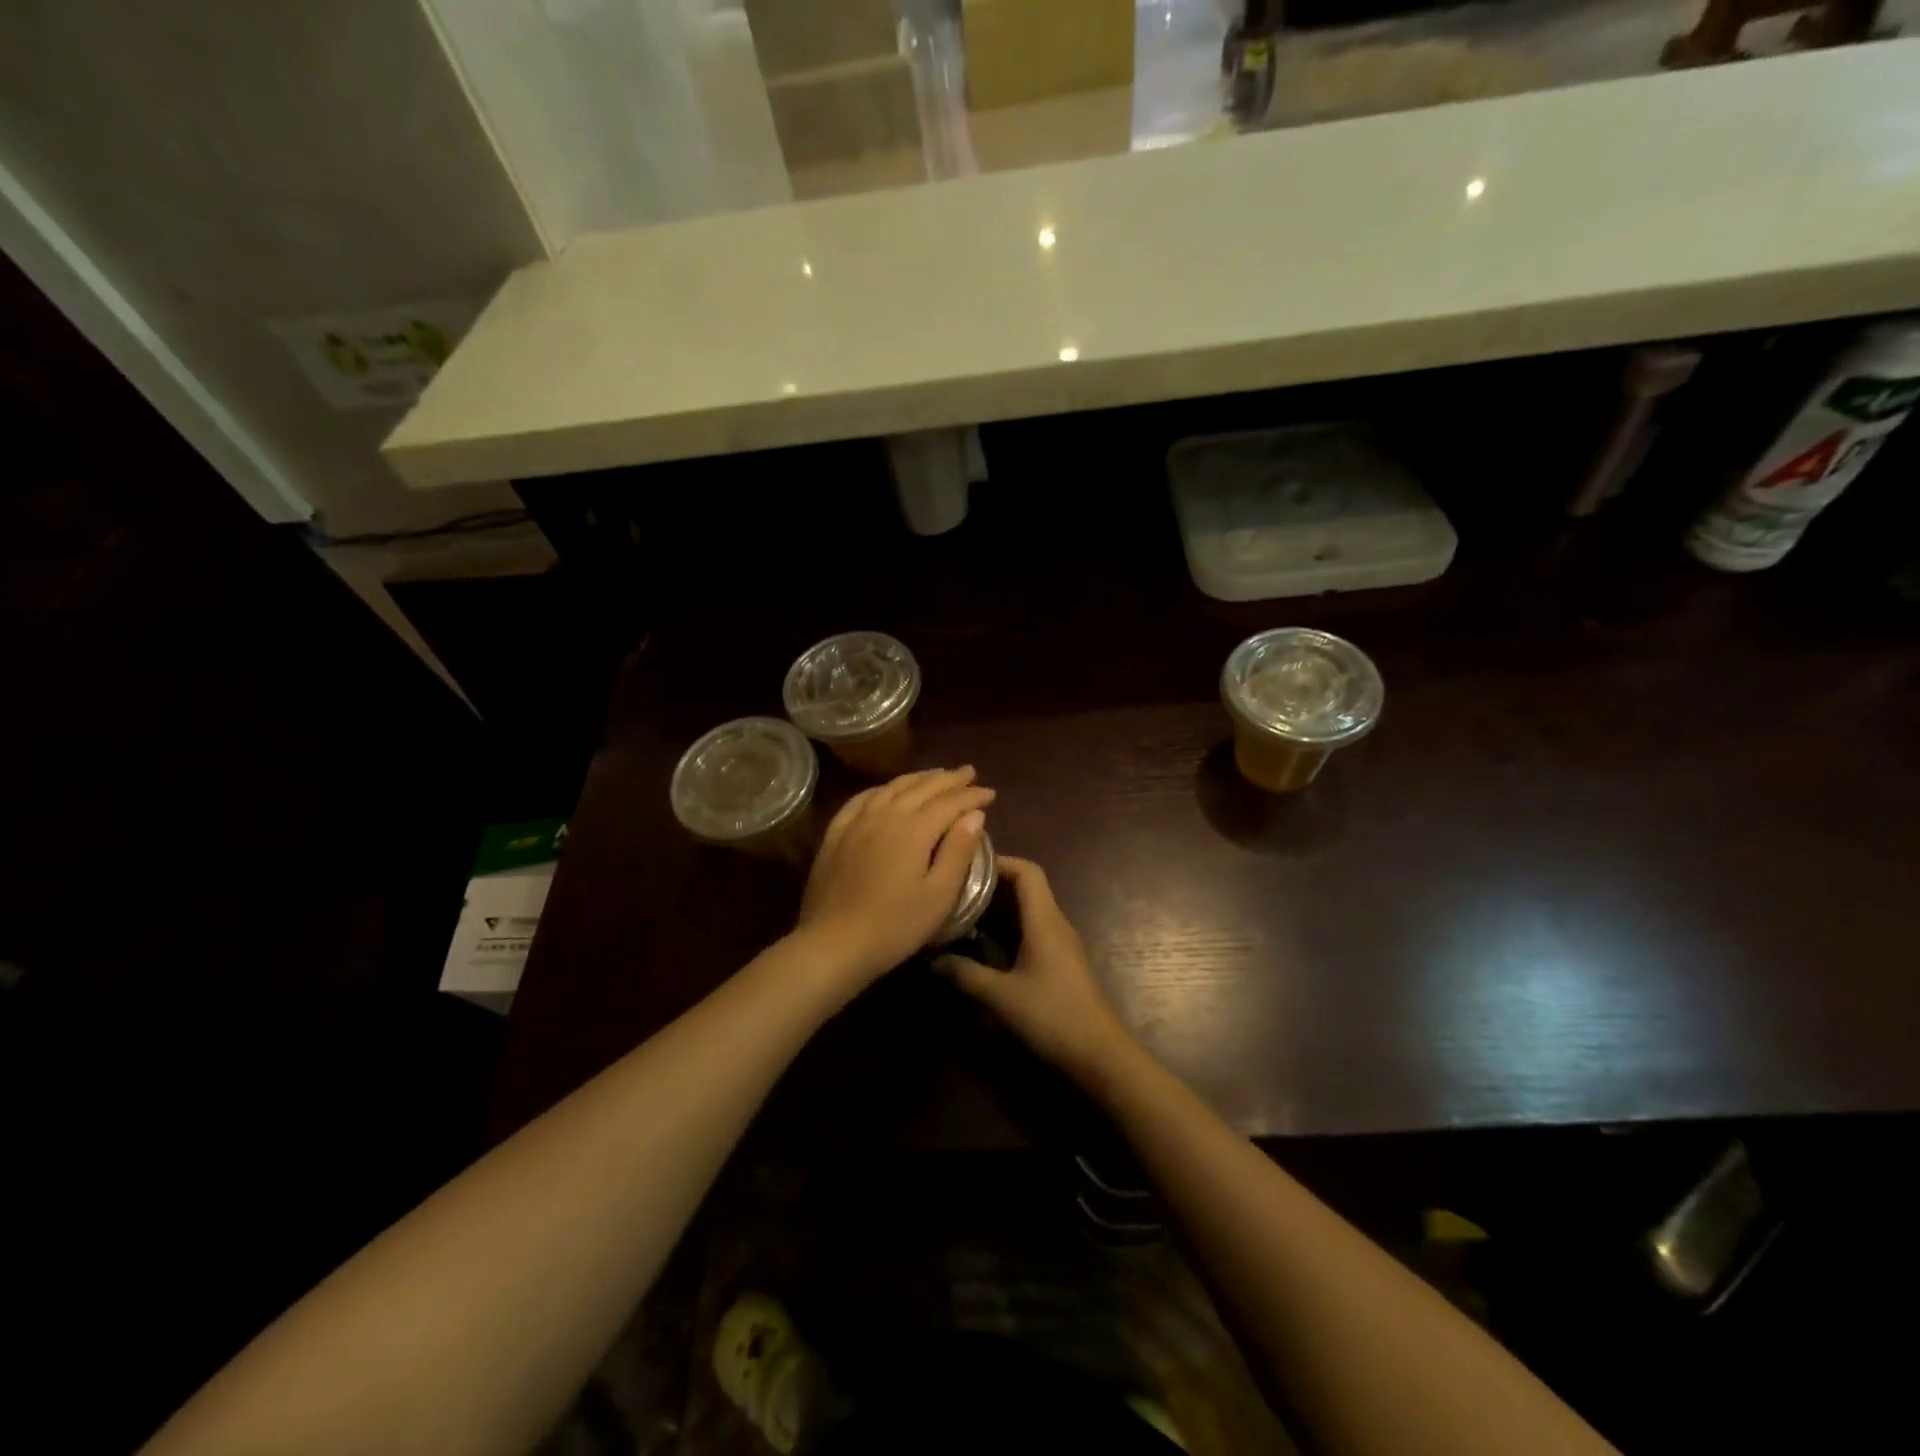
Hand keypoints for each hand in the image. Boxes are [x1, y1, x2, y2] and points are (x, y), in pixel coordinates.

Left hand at [794, 767, 993, 993]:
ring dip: (917, 778)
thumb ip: (958, 851)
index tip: (990, 793)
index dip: (971, 795)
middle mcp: (885, 815)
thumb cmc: (895, 926)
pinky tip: (886, 791)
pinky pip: (861, 800)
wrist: (833, 944)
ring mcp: (856, 823)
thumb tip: (975, 814)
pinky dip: (881, 789)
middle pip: (921, 788)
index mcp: (914, 830)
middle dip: (948, 779)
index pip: (949, 802)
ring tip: (935, 774)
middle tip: (969, 773)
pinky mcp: (835, 835)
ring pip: (891, 788)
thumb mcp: (939, 895)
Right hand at [935, 856, 1134, 1085]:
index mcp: (1044, 920)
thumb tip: (932, 960)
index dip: (999, 862)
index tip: (966, 867)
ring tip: (961, 913)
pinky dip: (1006, 929)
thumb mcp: (1001, 996)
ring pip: (1026, 911)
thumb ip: (965, 975)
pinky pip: (1030, 930)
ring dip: (997, 908)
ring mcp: (1059, 943)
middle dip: (990, 885)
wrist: (1099, 1054)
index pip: (1027, 871)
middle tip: (954, 890)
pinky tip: (981, 944)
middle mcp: (1054, 924)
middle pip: (1025, 888)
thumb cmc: (1053, 1016)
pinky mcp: (1058, 962)